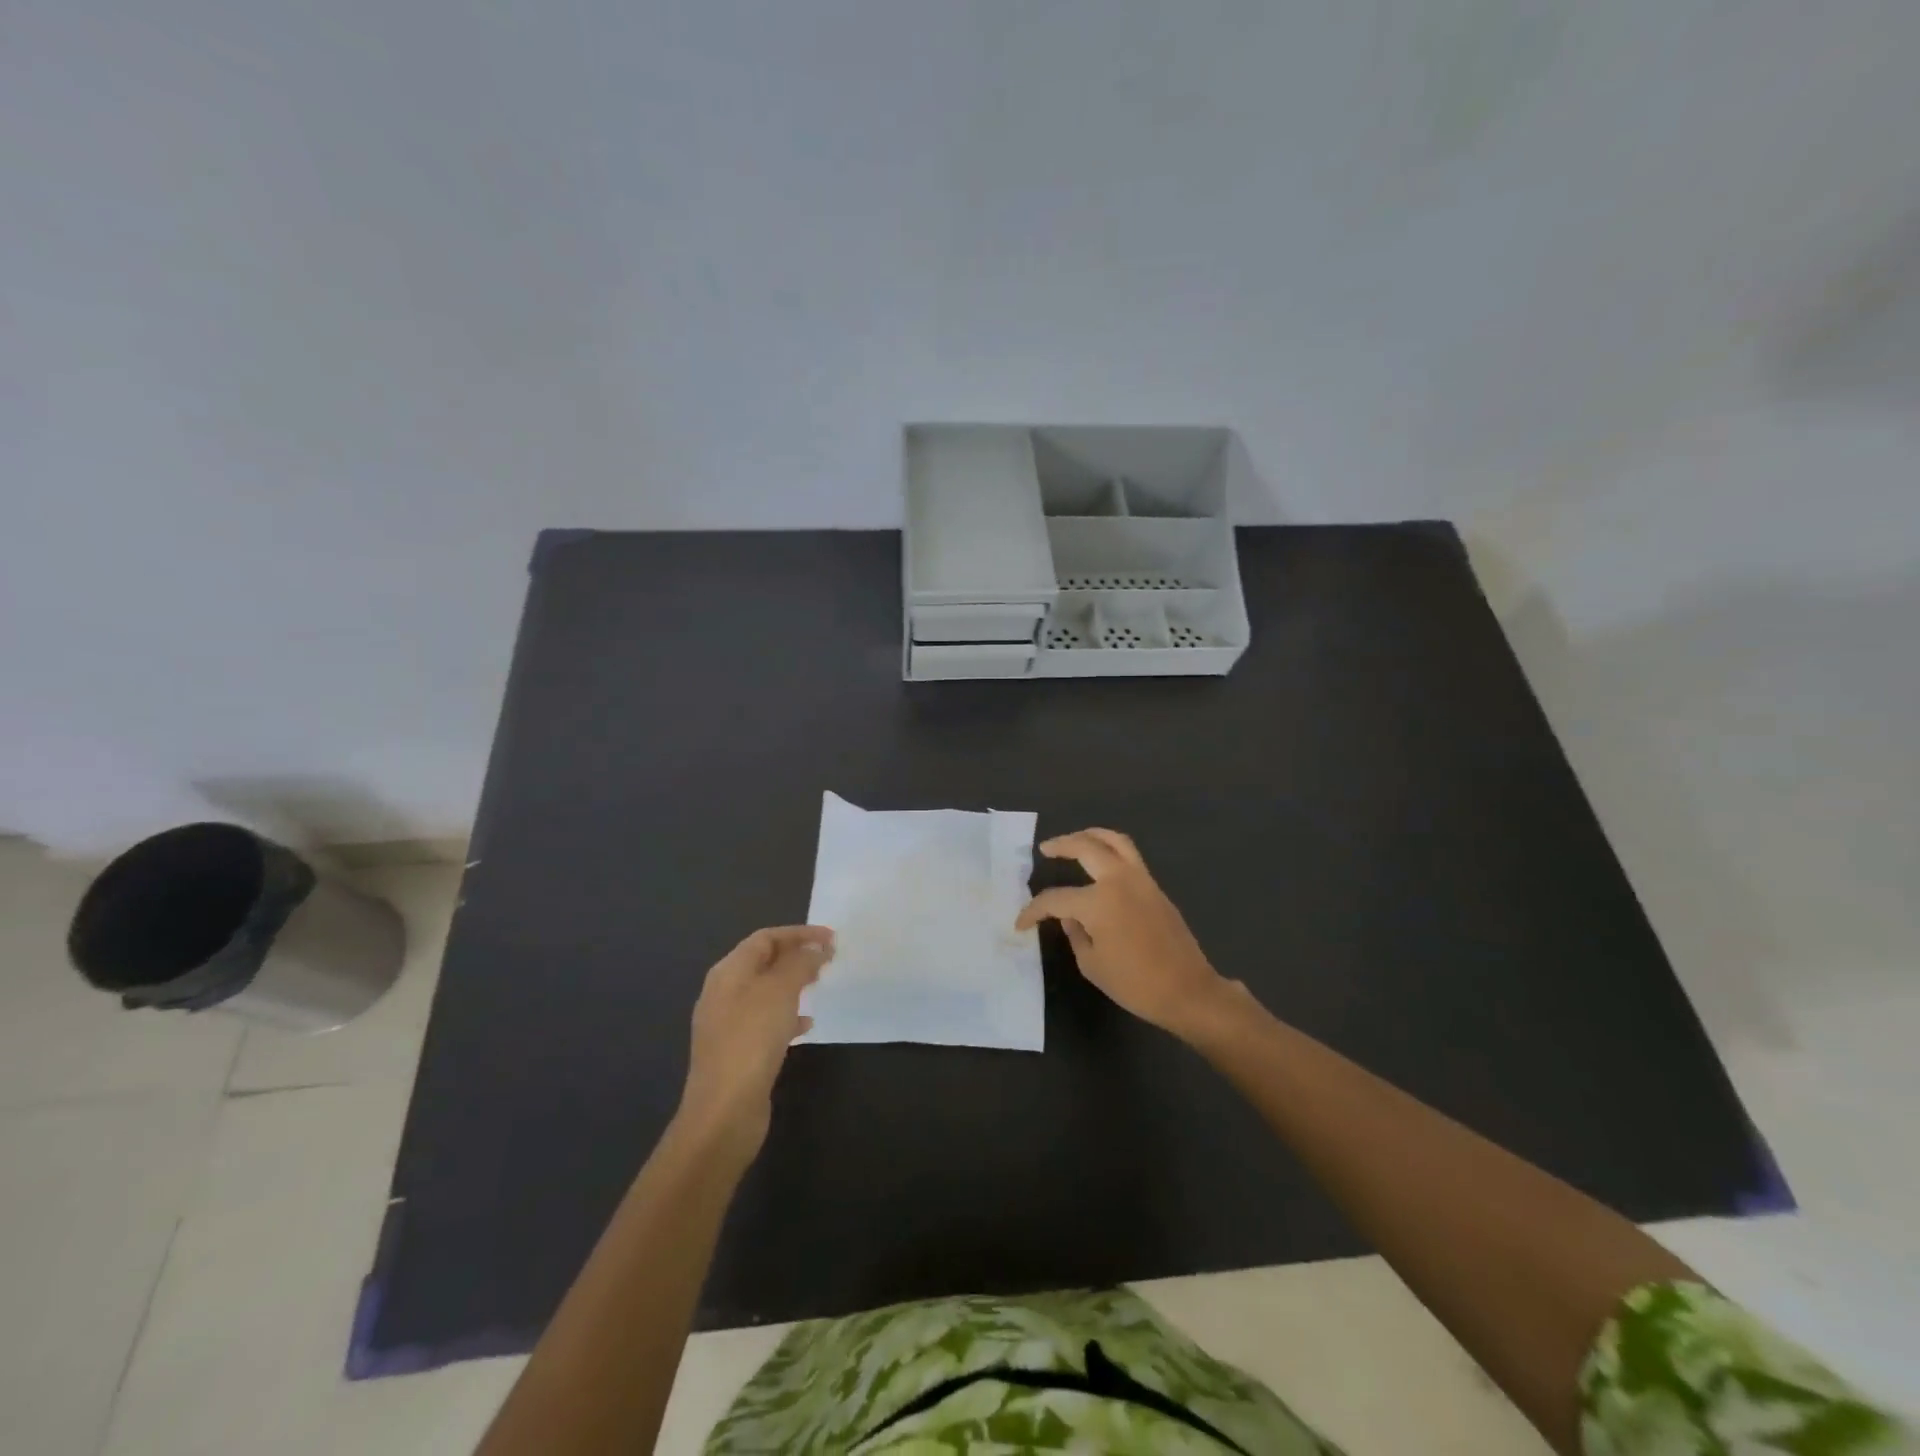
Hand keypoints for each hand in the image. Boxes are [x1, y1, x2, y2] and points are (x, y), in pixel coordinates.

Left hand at [677, 925, 832, 1162]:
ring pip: (766, 992)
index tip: (831, 937)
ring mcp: (728, 1024)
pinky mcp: (738, 1051)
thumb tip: (815, 950)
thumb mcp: (780, 992)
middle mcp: (724, 993)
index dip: (799, 933)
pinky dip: (788, 1015)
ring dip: (794, 984)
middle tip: (829, 958)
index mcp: (728, 972)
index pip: (765, 938)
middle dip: (796, 956)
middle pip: (764, 962)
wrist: (724, 1112)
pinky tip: (807, 1026)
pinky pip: (766, 1021)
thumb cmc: (751, 1040)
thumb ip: (799, 964)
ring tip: (820, 985)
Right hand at [1016, 829, 1230, 1039]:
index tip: (1021, 924)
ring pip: (1115, 841)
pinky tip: (1100, 861)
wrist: (1187, 991)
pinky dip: (1111, 849)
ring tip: (1076, 839)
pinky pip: (1130, 856)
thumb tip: (1070, 916)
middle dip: (1061, 845)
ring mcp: (1141, 880)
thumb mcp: (1091, 964)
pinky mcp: (1156, 888)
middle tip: (1046, 848)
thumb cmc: (1135, 984)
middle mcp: (1119, 880)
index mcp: (1098, 902)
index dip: (1034, 910)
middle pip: (1086, 847)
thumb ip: (1075, 934)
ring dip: (1091, 835)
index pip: (1056, 899)